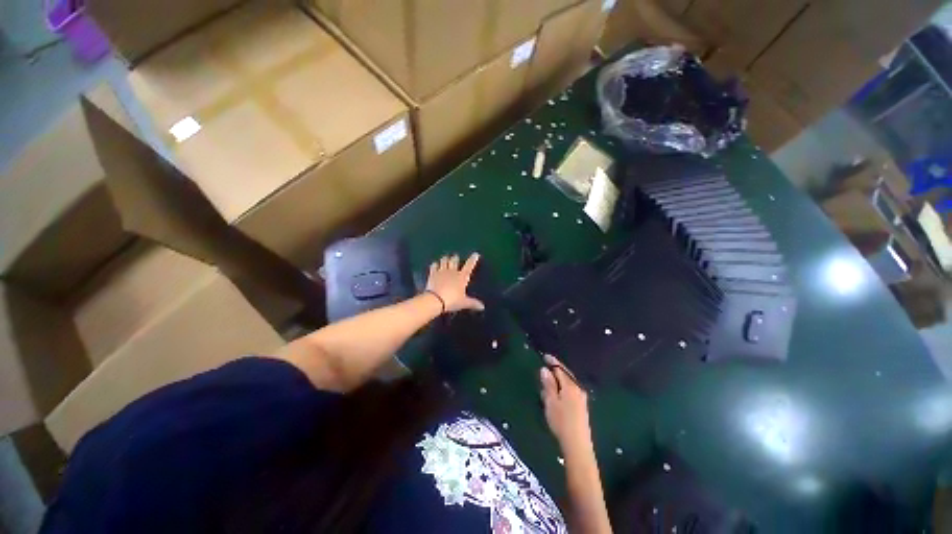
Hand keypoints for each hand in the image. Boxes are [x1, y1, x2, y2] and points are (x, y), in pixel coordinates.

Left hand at [426, 253, 484, 312]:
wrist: (435, 300)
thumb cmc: (452, 300)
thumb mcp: (464, 303)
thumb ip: (473, 303)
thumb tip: (482, 307)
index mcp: (462, 277)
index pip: (469, 266)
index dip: (473, 260)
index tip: (475, 254)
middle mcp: (452, 272)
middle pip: (454, 260)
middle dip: (455, 258)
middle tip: (455, 257)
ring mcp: (442, 271)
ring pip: (444, 261)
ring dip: (445, 259)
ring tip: (445, 258)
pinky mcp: (433, 274)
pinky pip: (434, 266)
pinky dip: (435, 264)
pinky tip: (435, 264)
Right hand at [540, 355, 591, 451]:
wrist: (578, 445)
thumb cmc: (561, 421)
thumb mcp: (551, 401)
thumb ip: (548, 384)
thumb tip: (545, 369)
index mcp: (570, 386)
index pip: (560, 369)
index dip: (552, 362)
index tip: (545, 356)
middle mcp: (578, 389)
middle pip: (565, 375)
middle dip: (555, 372)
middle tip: (544, 370)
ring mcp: (581, 399)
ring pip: (567, 385)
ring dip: (557, 382)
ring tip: (546, 386)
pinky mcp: (581, 408)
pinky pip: (570, 392)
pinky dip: (561, 390)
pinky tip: (555, 397)